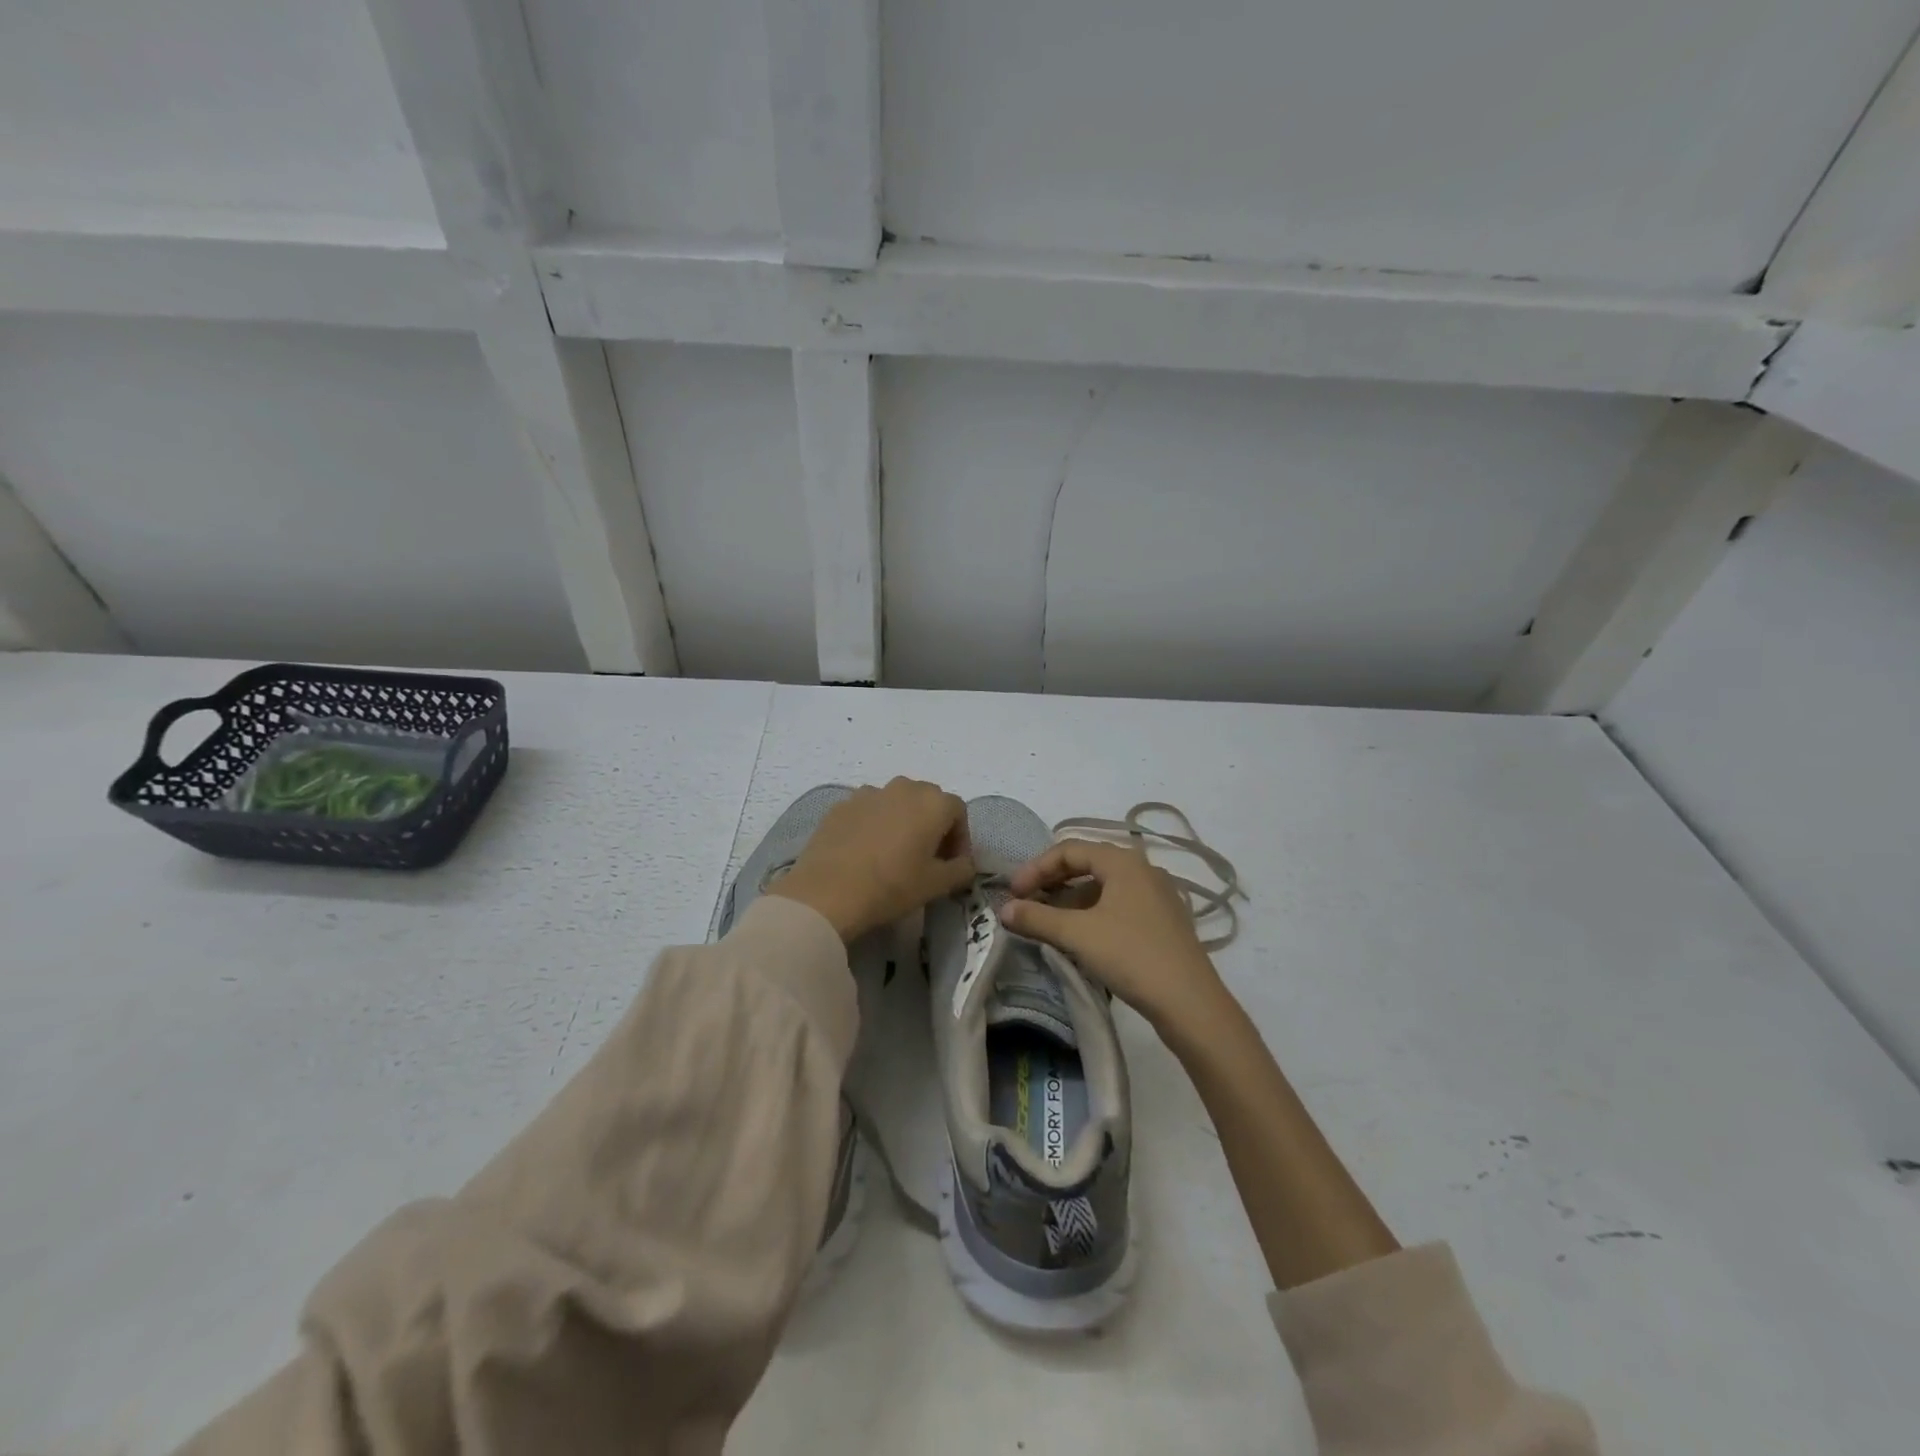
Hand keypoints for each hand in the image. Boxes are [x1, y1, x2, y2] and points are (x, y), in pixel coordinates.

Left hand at [768, 778, 974, 941]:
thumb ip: (961, 869)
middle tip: (926, 857)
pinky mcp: (841, 805)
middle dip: (933, 825)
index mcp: (933, 802)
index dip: (960, 838)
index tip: (952, 864)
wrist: (827, 892)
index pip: (958, 811)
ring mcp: (869, 793)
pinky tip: (865, 852)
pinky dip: (874, 824)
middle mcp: (903, 787)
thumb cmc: (892, 886)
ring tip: (893, 853)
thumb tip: (964, 863)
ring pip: (896, 802)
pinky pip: (868, 810)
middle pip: (927, 800)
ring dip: (902, 821)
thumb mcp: (936, 884)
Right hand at [998, 839, 1226, 1033]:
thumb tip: (1004, 909)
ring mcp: (1156, 895)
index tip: (1013, 893)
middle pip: (1086, 864)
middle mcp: (1142, 869)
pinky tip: (1079, 937)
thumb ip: (1037, 918)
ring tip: (1048, 923)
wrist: (1190, 1003)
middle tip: (1026, 904)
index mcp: (1123, 861)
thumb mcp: (1077, 935)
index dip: (1035, 868)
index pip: (1068, 849)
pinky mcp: (1162, 921)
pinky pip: (1118, 905)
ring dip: (1070, 900)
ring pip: (1103, 887)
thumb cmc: (1131, 955)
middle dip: (1052, 882)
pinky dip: (1092, 913)